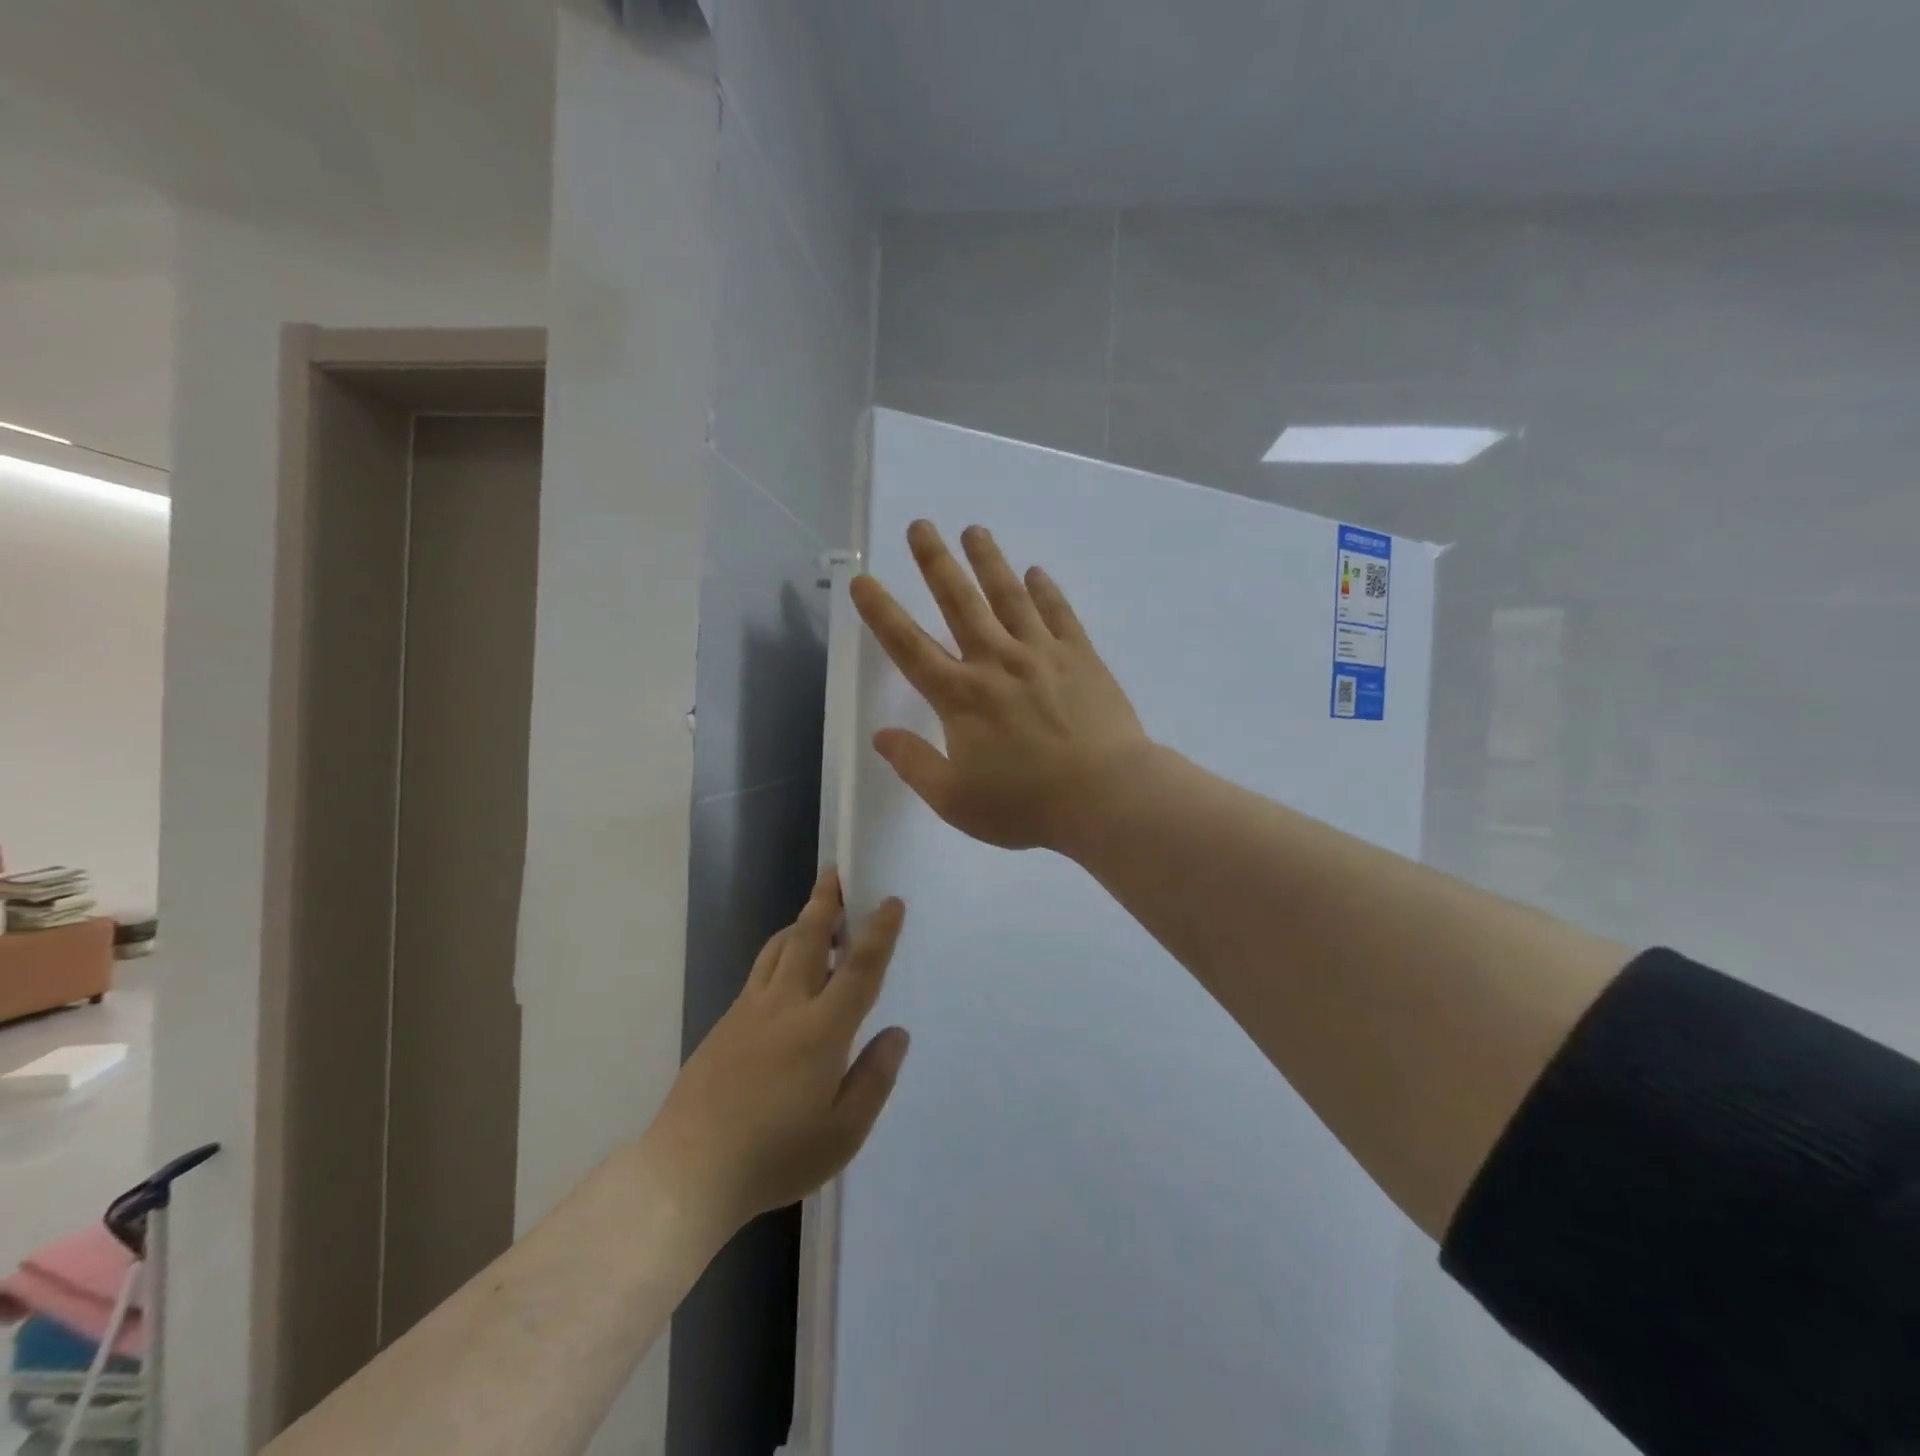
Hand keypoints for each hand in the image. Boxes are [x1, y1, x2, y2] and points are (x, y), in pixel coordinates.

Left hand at [642, 868, 909, 1236]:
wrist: (687, 1172)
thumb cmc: (775, 1157)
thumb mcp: (843, 1133)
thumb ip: (874, 1078)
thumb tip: (897, 1034)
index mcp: (821, 1030)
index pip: (858, 968)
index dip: (879, 932)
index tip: (891, 902)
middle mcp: (785, 1007)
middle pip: (809, 938)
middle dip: (826, 902)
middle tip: (836, 873)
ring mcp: (749, 1011)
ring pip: (778, 949)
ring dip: (801, 923)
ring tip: (818, 914)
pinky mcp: (724, 1023)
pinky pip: (760, 972)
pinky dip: (780, 953)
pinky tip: (787, 971)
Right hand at [849, 520, 1150, 852]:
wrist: (1106, 797)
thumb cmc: (1026, 805)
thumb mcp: (955, 801)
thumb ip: (914, 765)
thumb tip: (881, 736)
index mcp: (960, 696)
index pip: (908, 646)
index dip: (881, 612)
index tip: (863, 580)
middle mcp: (996, 661)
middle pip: (959, 602)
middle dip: (935, 562)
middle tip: (920, 526)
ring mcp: (1041, 653)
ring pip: (1009, 595)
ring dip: (988, 561)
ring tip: (974, 530)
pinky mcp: (1080, 656)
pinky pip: (1058, 613)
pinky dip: (1045, 590)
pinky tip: (1036, 572)